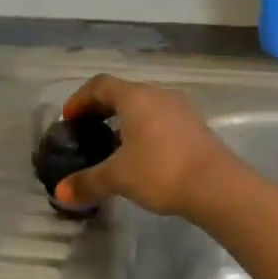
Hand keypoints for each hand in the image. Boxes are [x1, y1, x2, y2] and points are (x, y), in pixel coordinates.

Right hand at [55, 74, 244, 216]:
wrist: (216, 184)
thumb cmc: (161, 170)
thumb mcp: (118, 177)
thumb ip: (88, 182)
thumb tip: (61, 193)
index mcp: (136, 97)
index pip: (101, 85)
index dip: (80, 99)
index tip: (68, 119)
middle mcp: (158, 95)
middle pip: (123, 93)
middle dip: (101, 110)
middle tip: (86, 132)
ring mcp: (181, 109)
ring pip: (145, 107)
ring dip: (125, 122)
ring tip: (112, 148)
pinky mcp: (195, 126)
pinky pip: (162, 121)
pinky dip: (145, 132)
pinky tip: (141, 158)